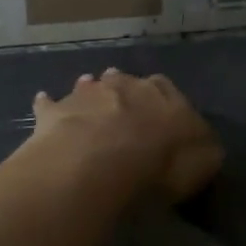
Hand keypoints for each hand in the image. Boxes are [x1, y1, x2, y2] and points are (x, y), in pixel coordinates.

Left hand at [28, 69, 222, 202]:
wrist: (99, 161)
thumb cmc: (159, 164)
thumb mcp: (202, 163)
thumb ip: (203, 150)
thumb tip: (203, 145)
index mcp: (163, 96)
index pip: (166, 89)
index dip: (163, 101)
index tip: (160, 116)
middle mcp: (124, 86)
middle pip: (125, 81)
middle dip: (124, 91)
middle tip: (123, 109)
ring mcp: (86, 95)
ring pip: (89, 85)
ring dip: (89, 91)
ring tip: (87, 97)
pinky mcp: (55, 112)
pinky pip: (50, 103)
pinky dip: (48, 103)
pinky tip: (42, 102)